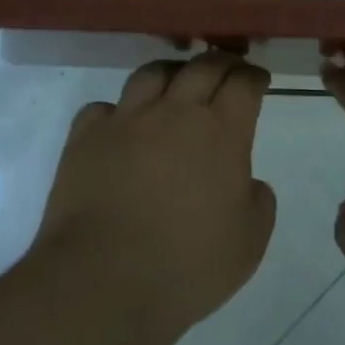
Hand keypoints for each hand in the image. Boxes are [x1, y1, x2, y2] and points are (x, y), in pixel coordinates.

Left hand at [34, 52, 277, 344]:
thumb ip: (258, 203)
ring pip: (152, 74)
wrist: (104, 280)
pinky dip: (117, 111)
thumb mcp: (249, 244)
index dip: (253, 78)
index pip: (243, 84)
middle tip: (226, 72)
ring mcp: (126, 120)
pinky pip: (103, 107)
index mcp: (221, 132)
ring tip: (175, 84)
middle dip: (220, 63)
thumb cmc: (187, 266)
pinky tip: (121, 125)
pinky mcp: (86, 136)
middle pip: (202, 67)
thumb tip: (248, 183)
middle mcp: (174, 112)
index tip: (258, 82)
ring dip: (171, 73)